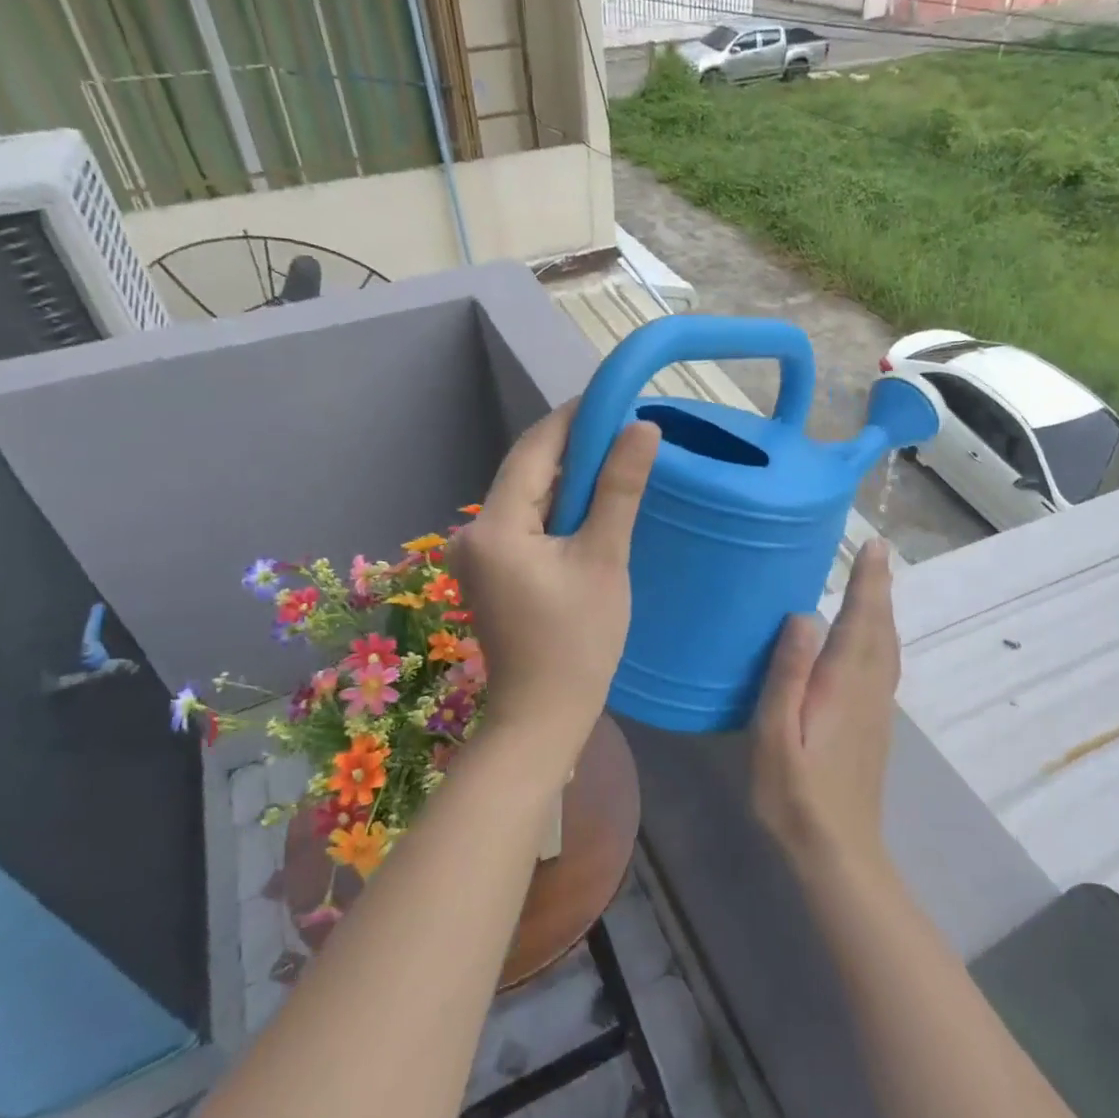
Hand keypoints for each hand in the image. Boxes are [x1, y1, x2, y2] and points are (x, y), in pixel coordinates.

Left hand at [449, 402, 659, 758]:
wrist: (543, 718)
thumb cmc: (578, 643)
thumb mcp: (604, 559)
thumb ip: (619, 489)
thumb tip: (642, 427)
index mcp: (495, 526)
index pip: (534, 448)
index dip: (574, 418)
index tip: (615, 399)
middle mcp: (475, 531)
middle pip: (528, 470)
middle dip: (575, 447)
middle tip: (627, 431)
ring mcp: (480, 553)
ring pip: (528, 495)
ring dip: (569, 478)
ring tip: (618, 461)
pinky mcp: (492, 569)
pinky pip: (527, 521)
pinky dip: (558, 508)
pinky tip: (592, 505)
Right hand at [752, 540, 899, 871]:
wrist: (838, 852)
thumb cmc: (794, 795)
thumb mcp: (773, 735)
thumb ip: (788, 675)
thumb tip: (802, 616)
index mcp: (844, 685)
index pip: (861, 620)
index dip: (868, 582)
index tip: (873, 545)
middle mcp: (870, 690)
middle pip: (881, 628)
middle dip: (880, 587)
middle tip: (877, 552)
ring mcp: (878, 710)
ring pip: (889, 647)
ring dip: (884, 611)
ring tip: (876, 584)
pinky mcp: (875, 726)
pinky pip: (886, 665)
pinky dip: (883, 637)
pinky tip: (871, 640)